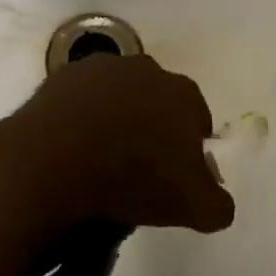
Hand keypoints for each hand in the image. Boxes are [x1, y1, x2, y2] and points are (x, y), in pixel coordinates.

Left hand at [4, 54, 235, 234]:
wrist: (55, 160)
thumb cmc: (132, 178)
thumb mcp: (191, 207)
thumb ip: (217, 205)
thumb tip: (220, 203)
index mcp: (182, 93)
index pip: (198, 119)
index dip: (190, 149)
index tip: (176, 177)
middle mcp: (147, 69)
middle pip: (158, 102)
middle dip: (153, 128)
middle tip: (139, 169)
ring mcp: (102, 68)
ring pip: (119, 96)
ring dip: (116, 119)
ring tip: (102, 159)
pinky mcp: (64, 75)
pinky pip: (81, 99)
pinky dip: (81, 117)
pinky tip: (73, 147)